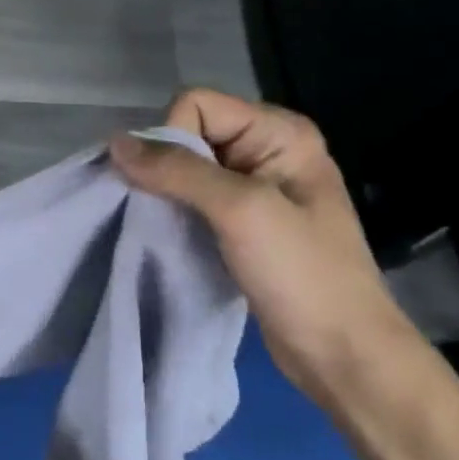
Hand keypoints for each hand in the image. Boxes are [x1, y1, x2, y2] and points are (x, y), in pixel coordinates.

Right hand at [111, 89, 413, 408]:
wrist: (344, 355)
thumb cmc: (301, 273)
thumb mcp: (240, 211)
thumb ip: (178, 170)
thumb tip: (114, 143)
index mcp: (279, 132)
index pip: (197, 105)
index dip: (172, 137)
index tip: (173, 186)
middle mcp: (267, 151)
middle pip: (189, 134)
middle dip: (164, 166)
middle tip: (165, 209)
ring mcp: (256, 189)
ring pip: (186, 170)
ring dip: (166, 193)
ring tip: (165, 226)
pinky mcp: (243, 224)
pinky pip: (194, 201)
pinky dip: (175, 213)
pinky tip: (173, 236)